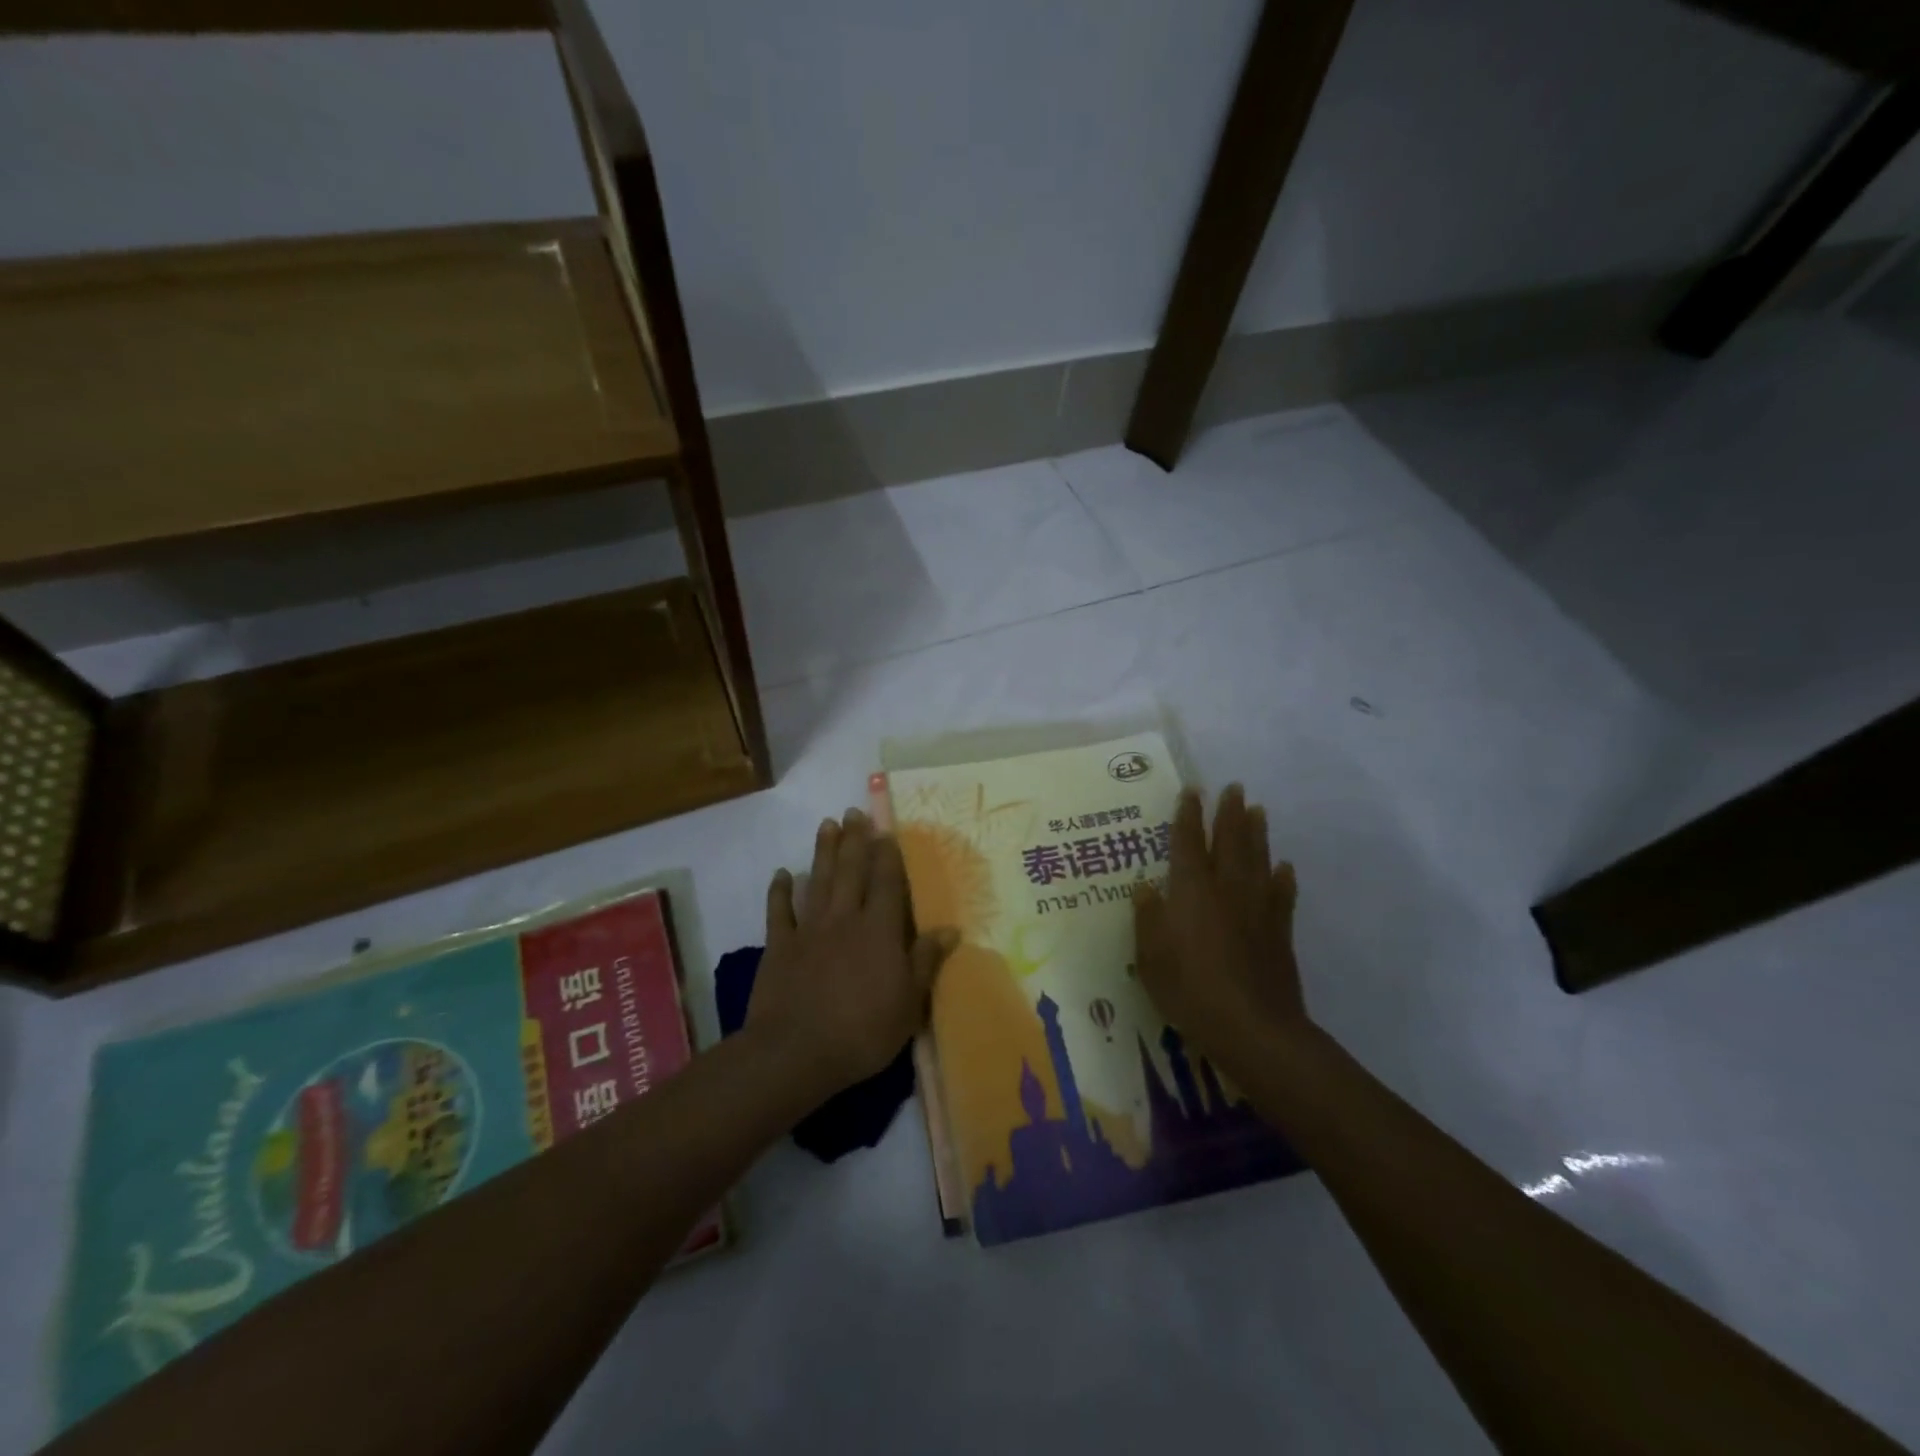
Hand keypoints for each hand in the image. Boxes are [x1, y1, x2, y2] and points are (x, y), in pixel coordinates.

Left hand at [750, 809, 958, 1095]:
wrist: (797, 1051)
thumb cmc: (863, 1031)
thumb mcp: (909, 1003)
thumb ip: (926, 961)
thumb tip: (951, 929)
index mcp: (879, 930)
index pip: (886, 882)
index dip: (887, 855)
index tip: (886, 831)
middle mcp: (844, 918)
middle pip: (851, 871)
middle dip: (854, 840)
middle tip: (853, 812)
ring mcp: (808, 929)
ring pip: (818, 881)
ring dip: (823, 852)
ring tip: (827, 825)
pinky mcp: (779, 946)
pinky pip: (779, 911)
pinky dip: (780, 891)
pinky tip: (783, 874)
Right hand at [1134, 785, 1305, 1068]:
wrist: (1252, 1027)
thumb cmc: (1190, 989)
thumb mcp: (1150, 956)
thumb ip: (1148, 918)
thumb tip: (1144, 887)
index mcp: (1190, 890)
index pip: (1186, 842)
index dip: (1188, 815)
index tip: (1192, 791)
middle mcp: (1225, 888)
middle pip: (1229, 841)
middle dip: (1229, 812)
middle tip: (1234, 788)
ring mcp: (1257, 907)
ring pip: (1257, 859)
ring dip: (1257, 832)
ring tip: (1258, 810)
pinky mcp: (1279, 930)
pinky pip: (1282, 894)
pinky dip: (1282, 877)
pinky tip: (1284, 867)